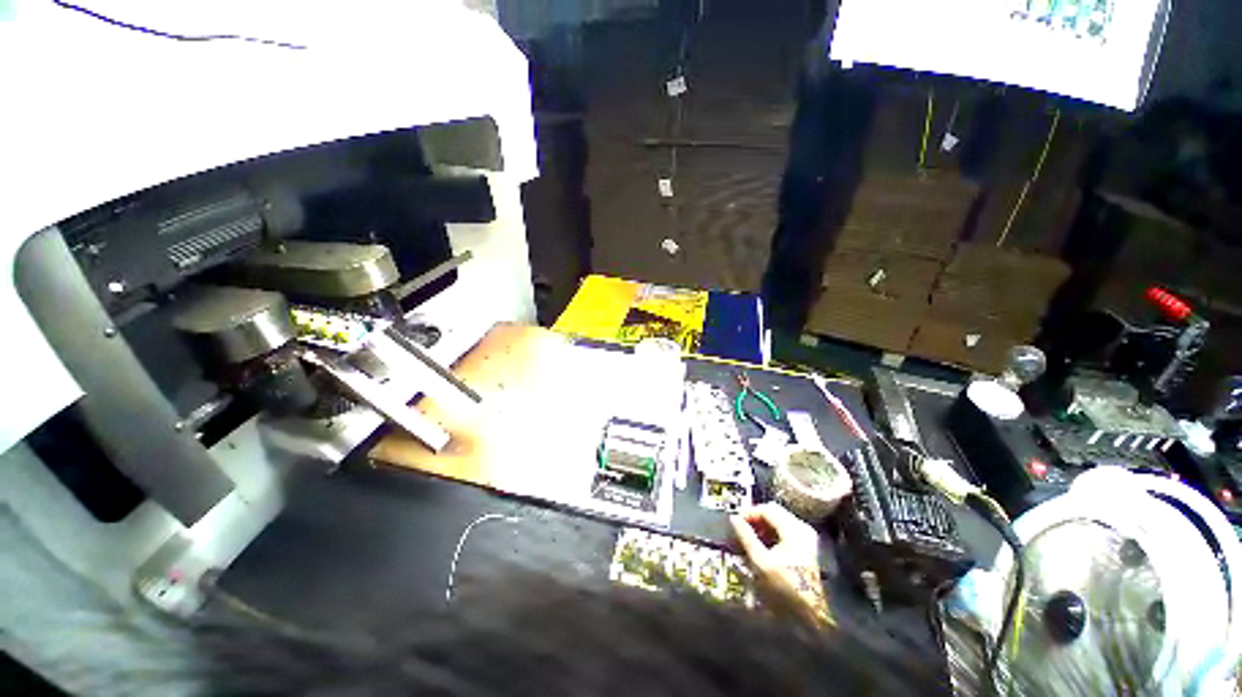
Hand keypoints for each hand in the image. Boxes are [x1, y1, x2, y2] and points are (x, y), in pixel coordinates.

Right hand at [730, 503, 832, 626]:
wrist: (812, 613)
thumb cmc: (786, 588)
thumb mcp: (761, 562)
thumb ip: (746, 536)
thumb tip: (734, 519)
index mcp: (793, 529)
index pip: (767, 509)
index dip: (748, 512)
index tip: (735, 521)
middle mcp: (802, 528)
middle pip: (773, 512)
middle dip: (755, 518)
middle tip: (739, 529)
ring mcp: (806, 537)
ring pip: (778, 521)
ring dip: (761, 526)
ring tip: (747, 538)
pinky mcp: (805, 547)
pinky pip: (784, 530)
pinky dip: (770, 534)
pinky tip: (761, 546)